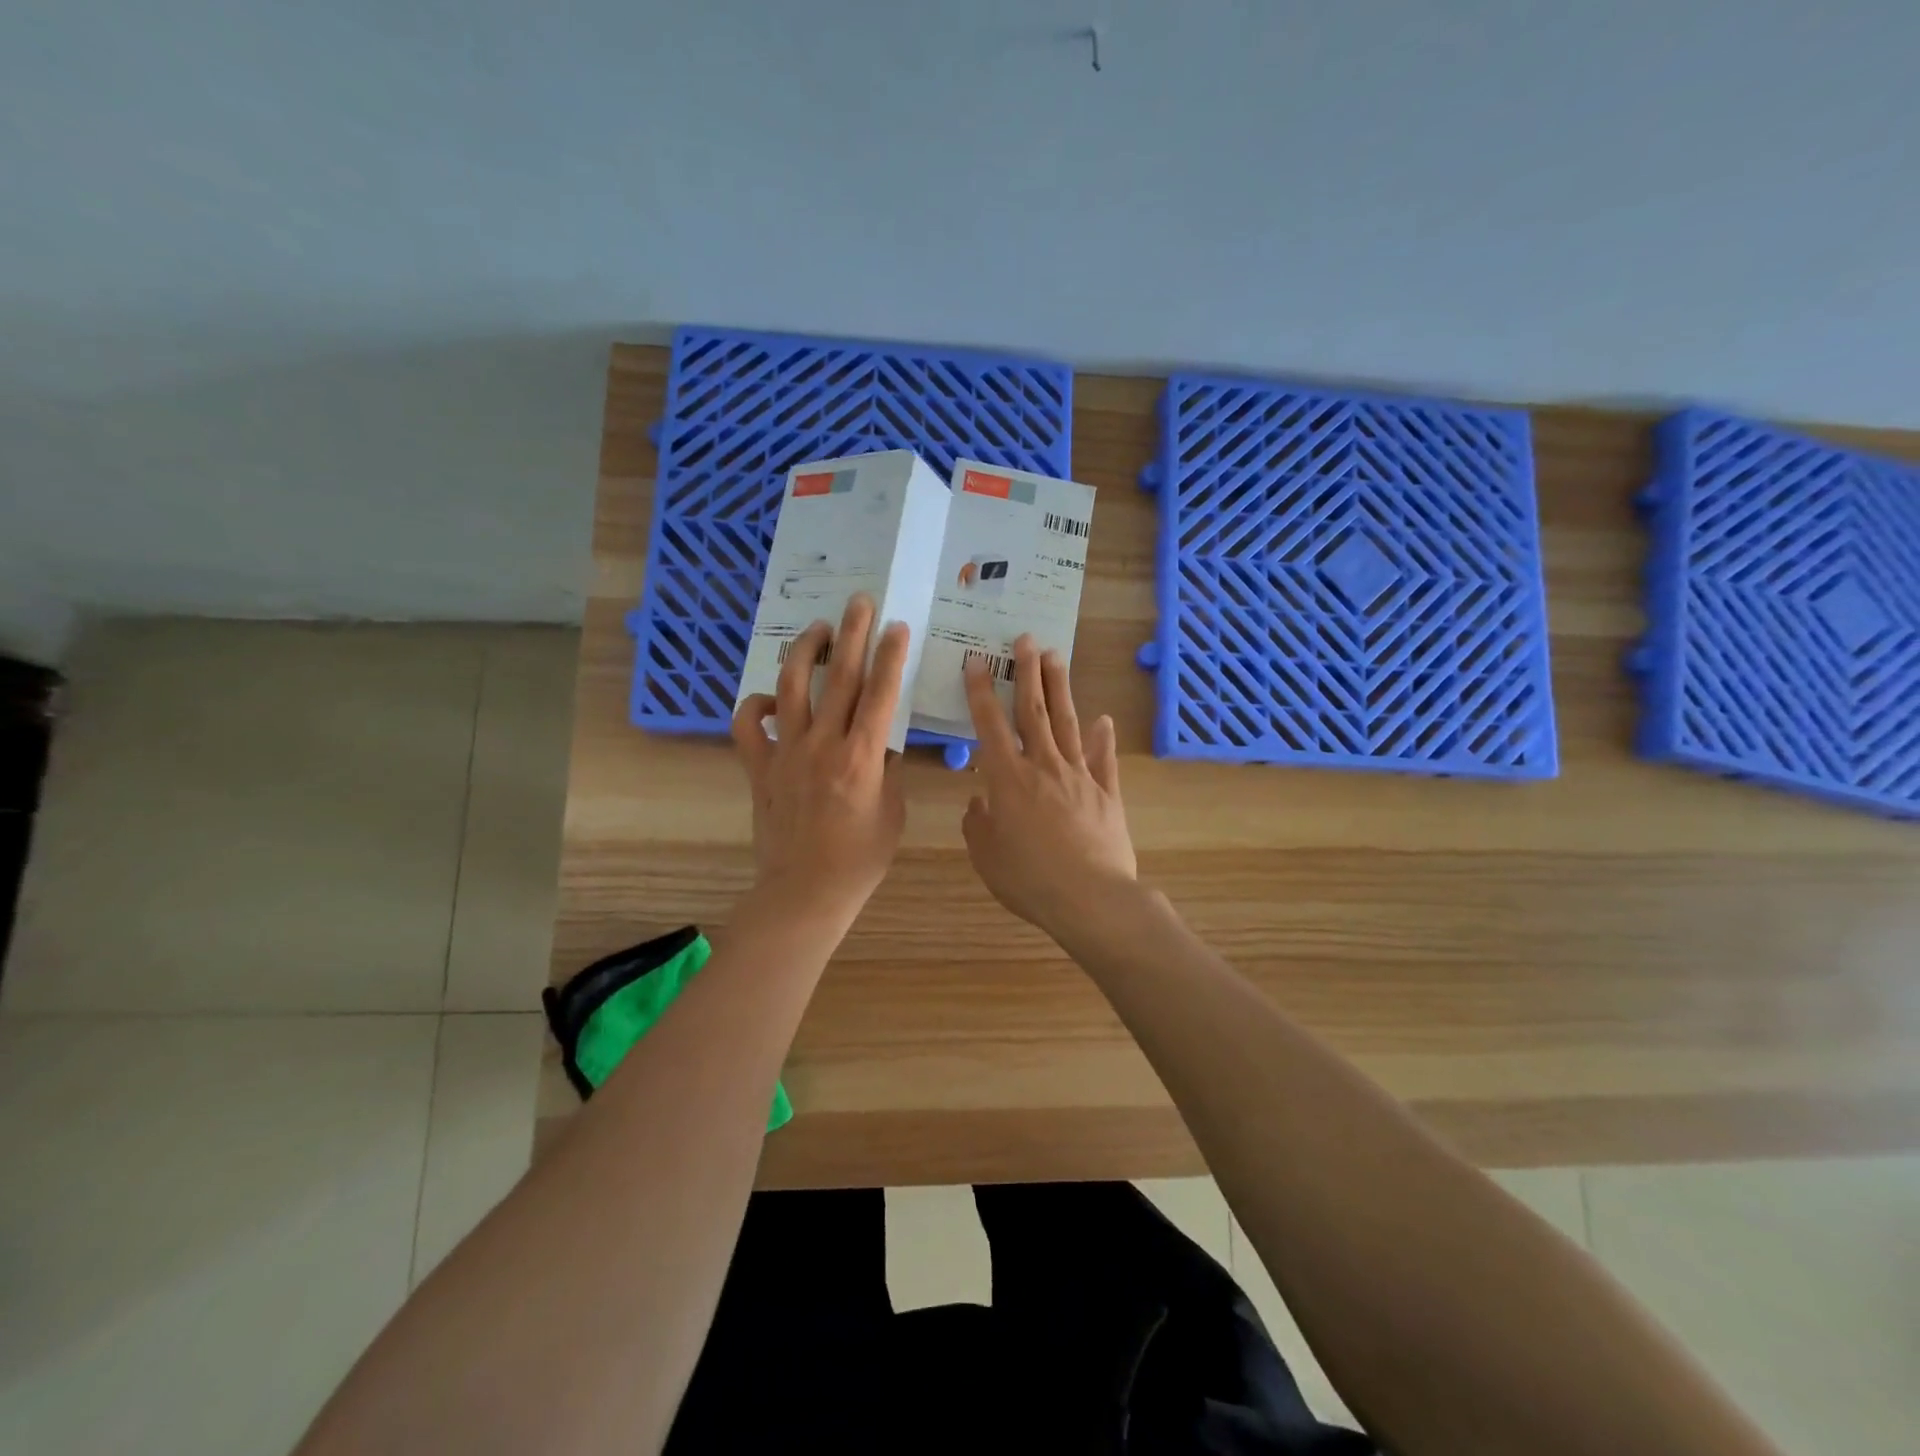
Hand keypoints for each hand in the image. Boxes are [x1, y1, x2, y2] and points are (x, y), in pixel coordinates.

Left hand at [731, 595, 907, 925]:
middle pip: (838, 677)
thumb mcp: (892, 813)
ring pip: (790, 688)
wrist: (805, 892)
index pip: (879, 693)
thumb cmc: (859, 859)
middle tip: (859, 602)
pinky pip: (747, 727)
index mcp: (861, 756)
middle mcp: (822, 744)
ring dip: (805, 653)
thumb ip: (887, 770)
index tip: (896, 625)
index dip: (889, 655)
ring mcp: (785, 753)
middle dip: (852, 634)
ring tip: (818, 630)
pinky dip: (754, 706)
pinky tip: (769, 698)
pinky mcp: (759, 768)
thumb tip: (882, 741)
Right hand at [962, 635, 1137, 940]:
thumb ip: (978, 824)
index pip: (990, 725)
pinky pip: (1103, 760)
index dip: (981, 692)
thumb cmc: (1029, 879)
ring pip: (1068, 724)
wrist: (1090, 898)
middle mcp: (1044, 766)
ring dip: (1060, 689)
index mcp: (1008, 779)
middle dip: (1028, 672)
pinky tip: (1104, 719)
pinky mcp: (1106, 794)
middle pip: (1035, 711)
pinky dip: (1103, 738)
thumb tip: (979, 801)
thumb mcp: (987, 856)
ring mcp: (1079, 776)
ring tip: (1057, 657)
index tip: (977, 661)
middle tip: (1026, 639)